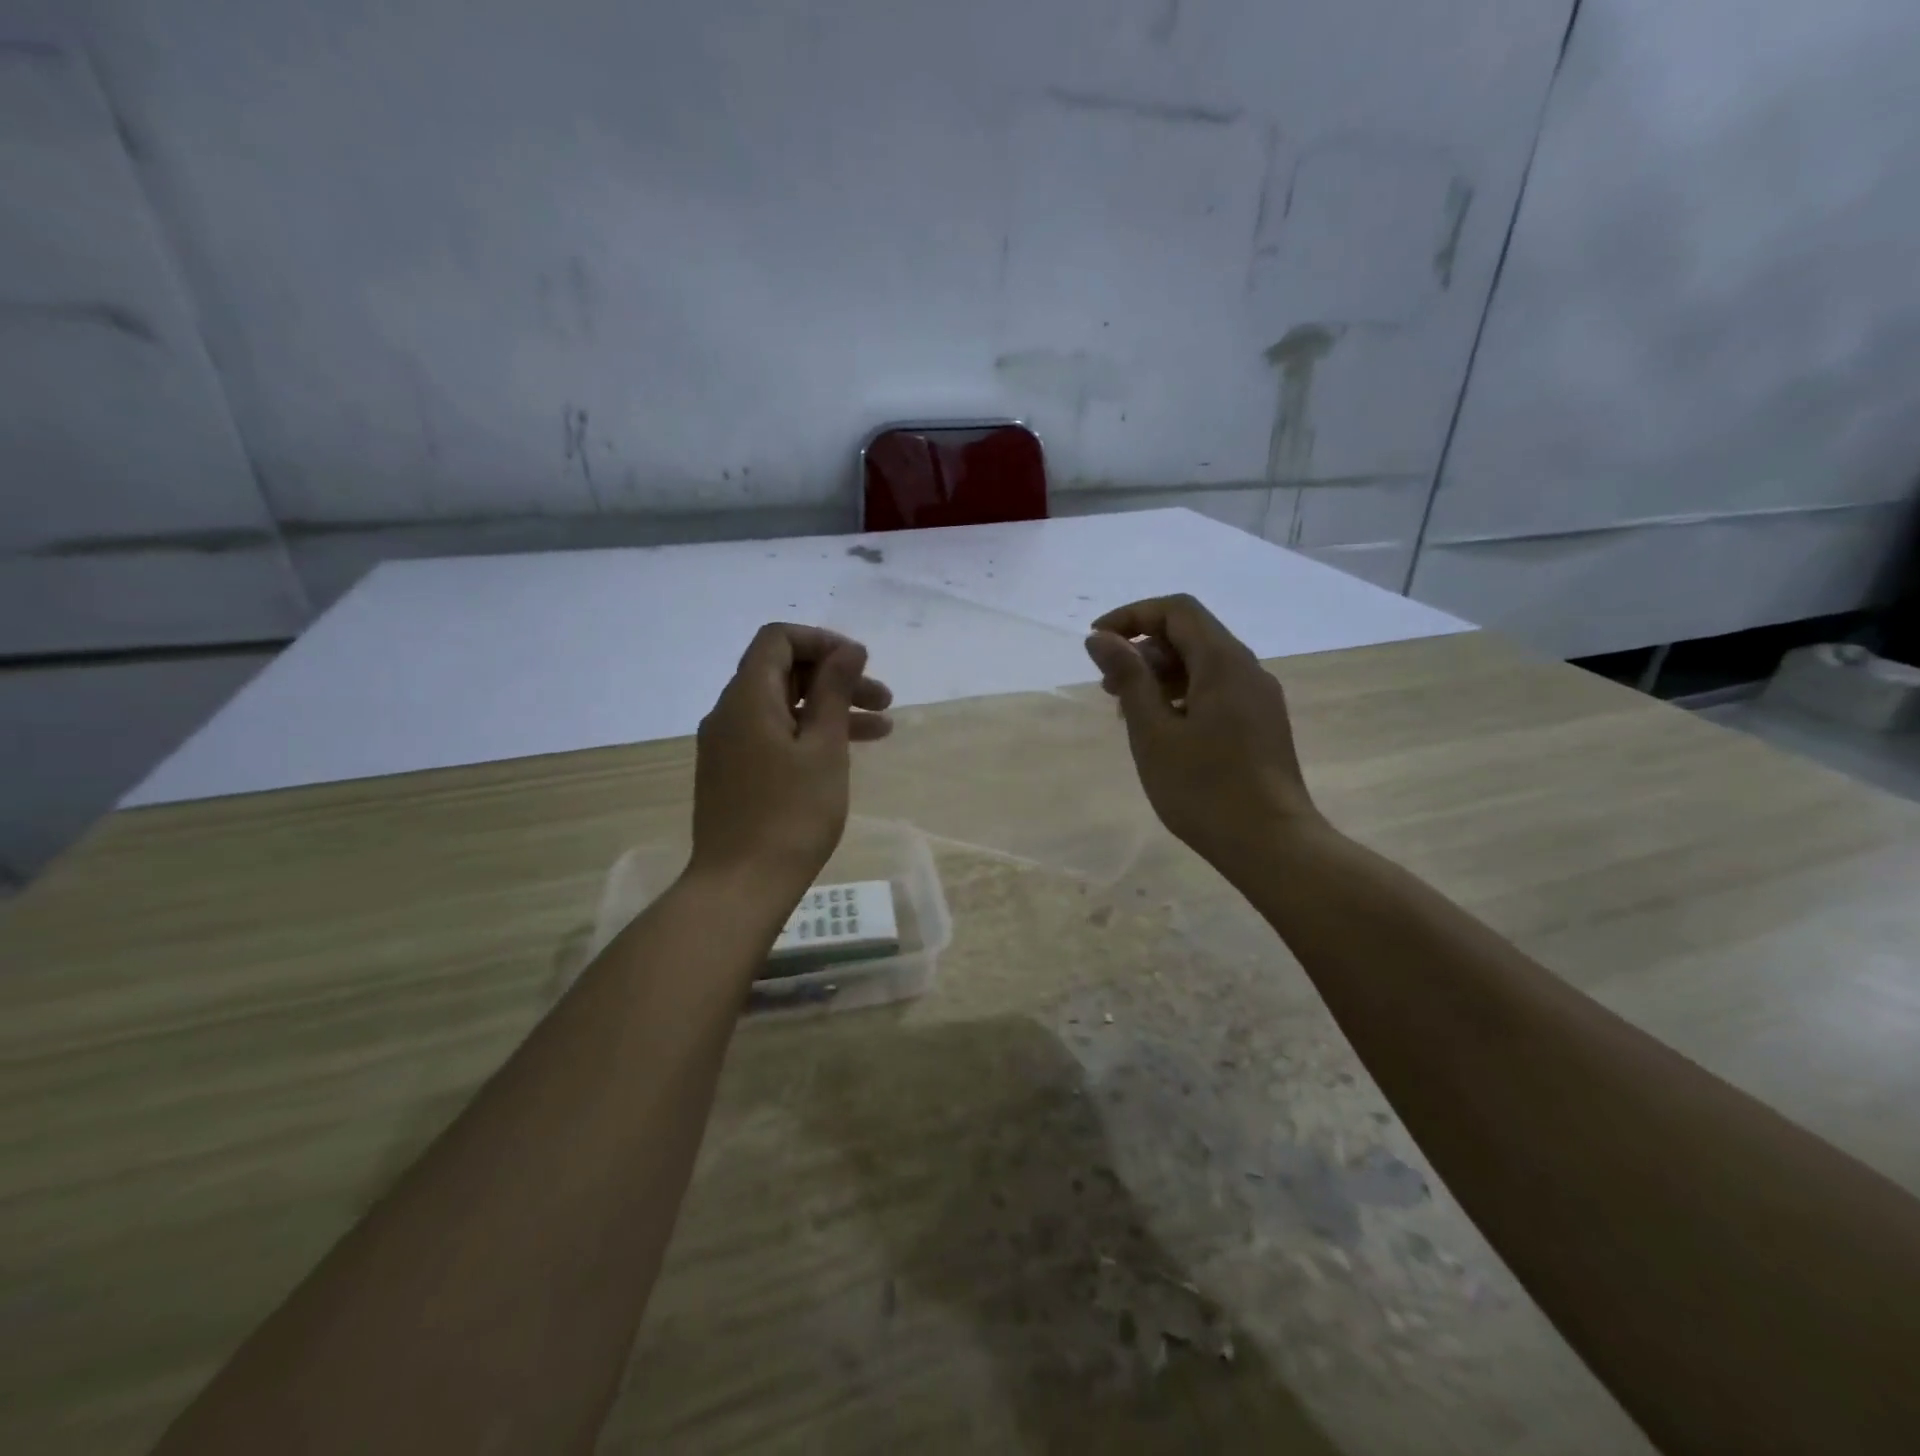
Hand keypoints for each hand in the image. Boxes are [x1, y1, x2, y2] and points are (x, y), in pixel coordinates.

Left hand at [688, 624, 892, 905]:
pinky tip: (843, 755)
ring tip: (882, 729)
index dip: (822, 642)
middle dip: (834, 679)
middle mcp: (729, 714)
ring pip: (782, 708)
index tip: (861, 665)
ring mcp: (728, 747)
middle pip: (783, 673)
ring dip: (829, 710)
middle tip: (883, 700)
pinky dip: (808, 735)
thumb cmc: (791, 814)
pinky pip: (773, 736)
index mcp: (747, 698)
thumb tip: (848, 650)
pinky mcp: (733, 774)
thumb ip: (834, 691)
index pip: (778, 640)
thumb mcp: (824, 748)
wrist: (740, 886)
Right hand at [1084, 594, 1320, 870]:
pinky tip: (1162, 731)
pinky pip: (1217, 691)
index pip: (1176, 611)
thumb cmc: (1203, 789)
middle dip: (1143, 649)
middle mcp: (1248, 670)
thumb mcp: (1153, 732)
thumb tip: (1101, 638)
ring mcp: (1259, 699)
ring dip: (1160, 675)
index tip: (1096, 642)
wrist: (1272, 845)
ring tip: (1128, 713)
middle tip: (1107, 687)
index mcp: (1223, 662)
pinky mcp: (1261, 725)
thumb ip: (1128, 678)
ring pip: (1204, 665)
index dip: (1131, 616)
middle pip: (1191, 635)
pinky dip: (1182, 695)